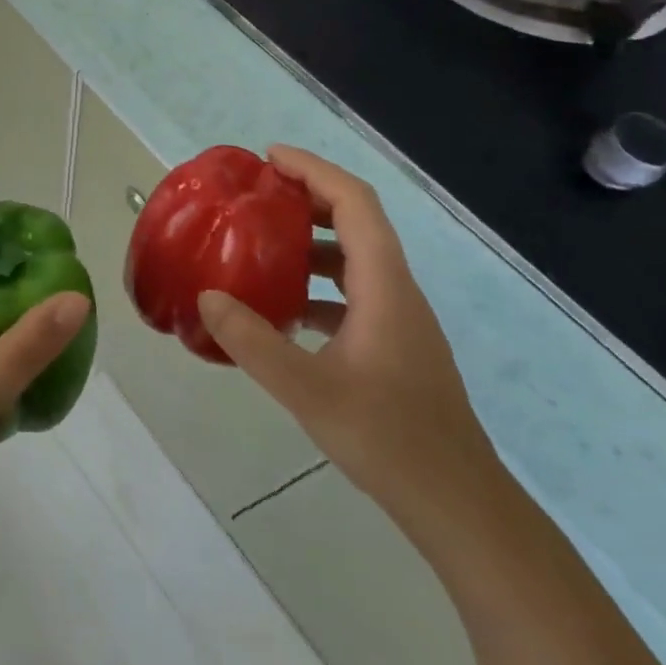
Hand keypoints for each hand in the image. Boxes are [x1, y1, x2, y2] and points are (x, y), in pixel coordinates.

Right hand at [197, 146, 497, 526]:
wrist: (459, 506)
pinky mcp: (395, 345)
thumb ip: (253, 342)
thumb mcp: (308, 390)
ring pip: (354, 257)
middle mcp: (396, 290)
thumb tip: (206, 297)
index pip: (354, 203)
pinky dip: (318, 283)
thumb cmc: (389, 439)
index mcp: (384, 286)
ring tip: (260, 245)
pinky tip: (283, 310)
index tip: (269, 159)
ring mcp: (399, 319)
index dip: (314, 170)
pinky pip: (353, 292)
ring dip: (310, 240)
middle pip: (356, 221)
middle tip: (256, 195)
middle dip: (307, 197)